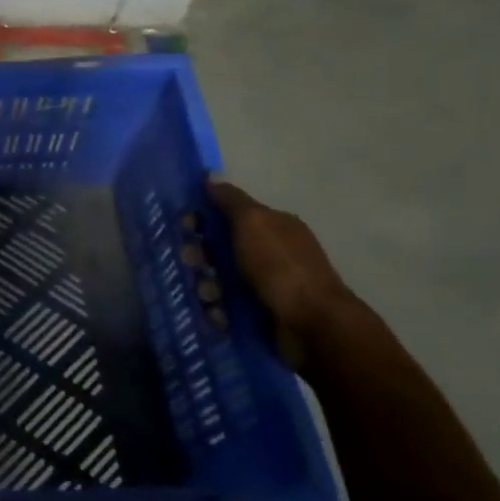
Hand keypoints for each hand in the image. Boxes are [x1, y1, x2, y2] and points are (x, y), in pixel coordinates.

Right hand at [207, 177, 353, 372]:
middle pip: (222, 247)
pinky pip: (229, 307)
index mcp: (274, 226)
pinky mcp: (262, 314)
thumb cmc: (280, 266)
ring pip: (221, 278)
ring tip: (209, 296)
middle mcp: (272, 252)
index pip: (231, 214)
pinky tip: (217, 313)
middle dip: (201, 254)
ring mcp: (268, 285)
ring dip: (207, 285)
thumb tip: (211, 175)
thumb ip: (230, 200)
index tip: (185, 226)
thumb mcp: (253, 222)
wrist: (313, 325)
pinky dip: (219, 310)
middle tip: (191, 263)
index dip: (205, 217)